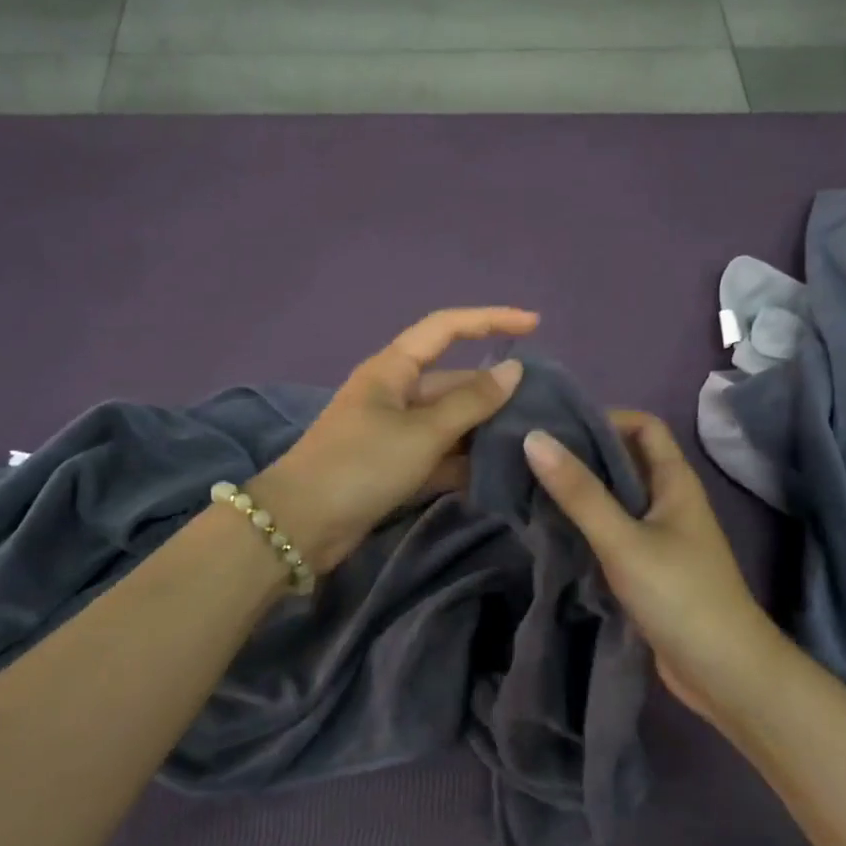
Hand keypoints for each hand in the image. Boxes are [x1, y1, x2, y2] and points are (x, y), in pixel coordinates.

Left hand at [251, 307, 538, 571]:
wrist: (302, 525)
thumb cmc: (362, 465)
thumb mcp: (423, 432)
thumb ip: (472, 402)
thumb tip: (514, 369)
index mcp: (393, 368)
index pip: (447, 328)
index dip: (491, 320)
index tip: (535, 324)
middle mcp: (394, 393)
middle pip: (453, 381)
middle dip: (494, 392)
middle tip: (543, 407)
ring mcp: (393, 431)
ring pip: (449, 422)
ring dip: (483, 430)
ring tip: (532, 441)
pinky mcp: (394, 466)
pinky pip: (438, 454)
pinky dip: (463, 462)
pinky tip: (499, 473)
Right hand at [523, 412, 780, 722]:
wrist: (724, 673)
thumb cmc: (679, 595)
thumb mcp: (623, 540)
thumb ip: (579, 492)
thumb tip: (534, 438)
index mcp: (675, 481)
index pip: (643, 426)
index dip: (605, 418)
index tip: (557, 428)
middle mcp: (670, 501)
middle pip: (626, 460)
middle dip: (583, 454)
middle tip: (530, 456)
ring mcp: (661, 536)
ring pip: (617, 498)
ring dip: (581, 491)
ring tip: (530, 487)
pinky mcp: (649, 568)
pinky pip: (614, 531)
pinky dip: (586, 525)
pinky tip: (552, 530)